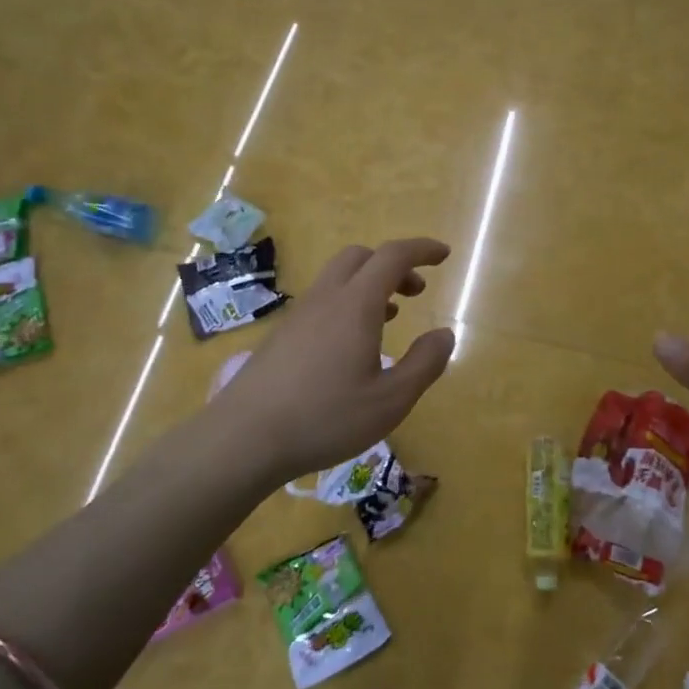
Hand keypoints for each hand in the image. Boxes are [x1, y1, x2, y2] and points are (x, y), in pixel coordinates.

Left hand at [212, 238, 456, 484]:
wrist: (243, 439)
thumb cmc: (325, 417)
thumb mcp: (391, 400)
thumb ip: (424, 364)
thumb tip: (444, 334)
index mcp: (356, 305)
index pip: (392, 256)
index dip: (421, 249)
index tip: (444, 255)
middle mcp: (325, 299)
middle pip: (360, 257)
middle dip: (393, 265)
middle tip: (415, 292)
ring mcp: (297, 316)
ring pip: (337, 279)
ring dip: (369, 285)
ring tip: (390, 316)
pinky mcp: (280, 336)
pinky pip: (321, 301)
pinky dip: (346, 304)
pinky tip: (351, 344)